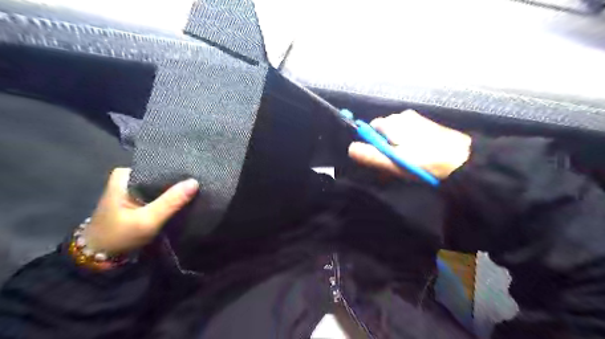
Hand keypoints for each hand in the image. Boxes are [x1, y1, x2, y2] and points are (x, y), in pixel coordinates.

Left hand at [82, 167, 199, 253]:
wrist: (99, 259)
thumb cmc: (119, 236)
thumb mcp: (147, 220)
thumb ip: (171, 201)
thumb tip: (195, 182)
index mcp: (125, 175)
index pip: (159, 166)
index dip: (178, 172)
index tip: (197, 175)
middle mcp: (129, 178)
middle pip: (161, 175)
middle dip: (178, 181)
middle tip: (200, 184)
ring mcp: (133, 189)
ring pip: (161, 185)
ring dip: (175, 191)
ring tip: (197, 190)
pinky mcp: (138, 201)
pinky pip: (159, 194)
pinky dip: (170, 198)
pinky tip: (184, 200)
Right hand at [350, 111, 471, 179]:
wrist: (463, 160)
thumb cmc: (425, 161)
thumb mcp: (394, 162)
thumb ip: (370, 155)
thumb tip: (350, 148)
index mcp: (392, 122)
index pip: (371, 129)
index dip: (372, 145)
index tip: (380, 160)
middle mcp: (402, 116)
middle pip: (383, 132)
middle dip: (384, 148)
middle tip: (393, 166)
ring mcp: (416, 120)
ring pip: (396, 134)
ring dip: (396, 148)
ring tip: (406, 165)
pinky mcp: (426, 126)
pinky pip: (409, 135)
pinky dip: (407, 145)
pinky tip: (416, 158)